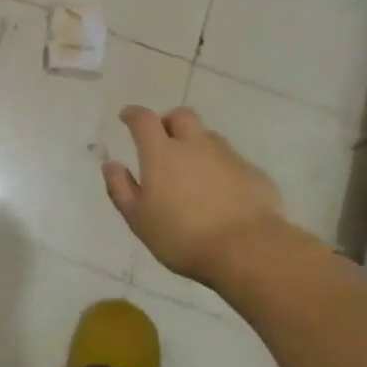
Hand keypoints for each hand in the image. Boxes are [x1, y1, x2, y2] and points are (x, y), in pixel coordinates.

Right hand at [102, 106, 284, 282]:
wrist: (248, 251)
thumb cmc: (182, 237)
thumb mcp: (139, 219)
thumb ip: (121, 188)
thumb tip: (111, 165)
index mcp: (162, 153)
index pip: (144, 119)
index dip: (133, 114)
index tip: (127, 117)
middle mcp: (195, 145)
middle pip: (181, 116)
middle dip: (169, 122)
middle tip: (164, 142)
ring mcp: (229, 157)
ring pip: (209, 137)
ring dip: (197, 145)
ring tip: (194, 172)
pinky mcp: (255, 174)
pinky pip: (233, 162)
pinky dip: (223, 169)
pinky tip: (223, 194)